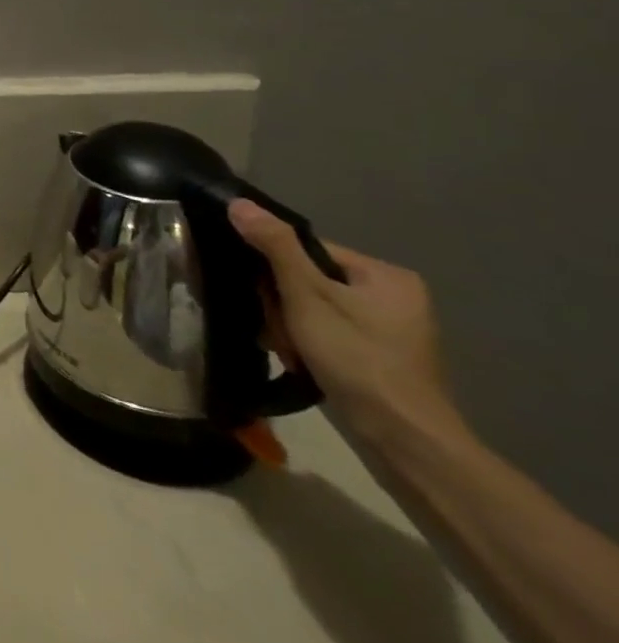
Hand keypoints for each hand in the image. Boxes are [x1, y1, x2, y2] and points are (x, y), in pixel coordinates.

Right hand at [228, 200, 463, 445]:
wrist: (403, 440)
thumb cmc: (357, 358)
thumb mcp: (307, 296)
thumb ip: (275, 247)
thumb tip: (239, 203)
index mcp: (385, 275)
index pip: (307, 250)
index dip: (275, 269)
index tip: (266, 297)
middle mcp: (393, 297)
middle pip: (308, 280)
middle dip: (282, 305)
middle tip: (280, 331)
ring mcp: (389, 331)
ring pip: (312, 309)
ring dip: (289, 327)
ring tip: (288, 350)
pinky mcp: (379, 358)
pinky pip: (326, 333)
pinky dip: (307, 344)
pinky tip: (299, 361)